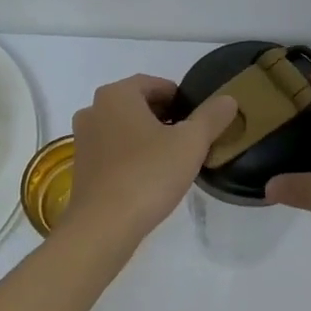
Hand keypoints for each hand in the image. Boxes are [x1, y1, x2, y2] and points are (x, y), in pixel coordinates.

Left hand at [63, 75, 237, 246]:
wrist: (104, 226)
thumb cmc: (148, 174)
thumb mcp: (191, 143)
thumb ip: (211, 117)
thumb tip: (228, 99)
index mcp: (116, 94)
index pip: (156, 84)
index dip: (181, 99)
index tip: (199, 120)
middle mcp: (94, 109)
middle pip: (138, 105)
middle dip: (165, 118)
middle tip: (190, 139)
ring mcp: (83, 139)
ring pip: (124, 128)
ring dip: (148, 137)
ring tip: (173, 159)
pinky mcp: (81, 166)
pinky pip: (113, 150)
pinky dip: (132, 155)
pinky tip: (150, 177)